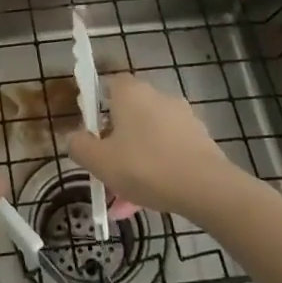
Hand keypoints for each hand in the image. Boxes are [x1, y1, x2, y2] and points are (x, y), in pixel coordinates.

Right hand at [70, 74, 250, 221]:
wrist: (206, 188)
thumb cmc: (145, 167)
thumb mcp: (99, 161)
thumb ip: (79, 146)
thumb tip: (75, 138)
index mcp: (130, 93)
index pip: (108, 84)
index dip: (96, 104)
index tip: (91, 131)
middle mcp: (157, 96)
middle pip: (128, 114)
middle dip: (116, 142)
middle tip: (107, 169)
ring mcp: (182, 117)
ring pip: (148, 137)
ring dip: (136, 160)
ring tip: (126, 198)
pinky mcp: (200, 138)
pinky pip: (169, 150)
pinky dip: (158, 168)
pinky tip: (152, 198)